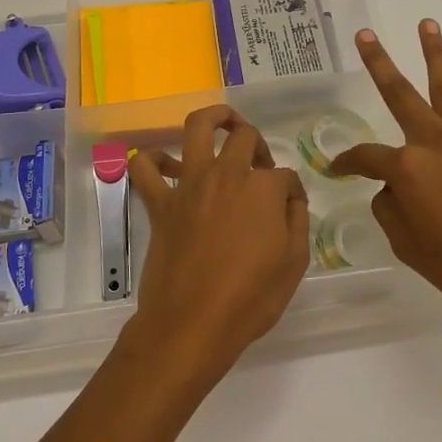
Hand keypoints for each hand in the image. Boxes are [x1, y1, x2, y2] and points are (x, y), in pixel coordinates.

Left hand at [126, 105, 311, 384]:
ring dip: (214, 117)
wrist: (191, 325)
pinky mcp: (160, 203)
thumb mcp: (293, 264)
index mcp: (263, 189)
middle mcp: (227, 175)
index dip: (292, 192)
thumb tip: (290, 200)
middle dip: (259, 145)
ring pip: (197, 127)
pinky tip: (166, 165)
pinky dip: (152, 159)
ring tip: (224, 123)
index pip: (285, 176)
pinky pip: (145, 168)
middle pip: (245, 137)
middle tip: (260, 165)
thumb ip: (296, 222)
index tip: (291, 210)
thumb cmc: (249, 300)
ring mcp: (189, 185)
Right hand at [331, 20, 441, 328]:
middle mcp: (437, 143)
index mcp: (408, 166)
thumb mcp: (406, 244)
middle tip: (365, 34)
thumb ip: (392, 210)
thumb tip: (395, 192)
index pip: (367, 158)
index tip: (334, 170)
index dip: (347, 164)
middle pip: (401, 96)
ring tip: (428, 24)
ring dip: (438, 56)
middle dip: (380, 64)